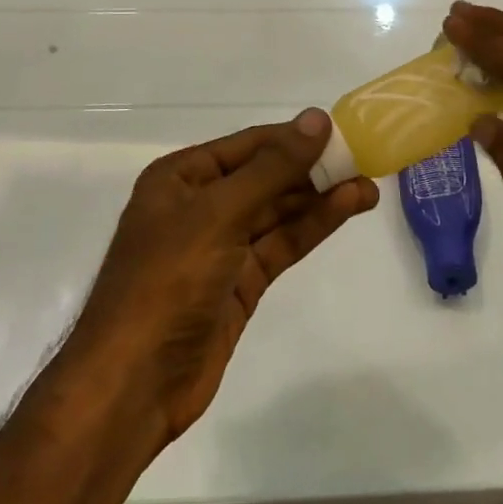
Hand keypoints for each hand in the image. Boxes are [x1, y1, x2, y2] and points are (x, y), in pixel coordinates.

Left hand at [72, 111, 377, 440]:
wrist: (134, 384)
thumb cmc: (167, 281)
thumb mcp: (218, 214)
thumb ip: (272, 168)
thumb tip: (316, 119)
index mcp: (181, 178)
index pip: (248, 144)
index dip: (294, 136)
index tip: (343, 130)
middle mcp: (200, 205)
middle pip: (265, 177)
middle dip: (312, 168)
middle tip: (364, 158)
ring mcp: (221, 246)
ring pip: (278, 211)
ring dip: (320, 198)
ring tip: (368, 186)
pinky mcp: (240, 282)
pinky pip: (280, 244)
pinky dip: (312, 227)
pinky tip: (346, 209)